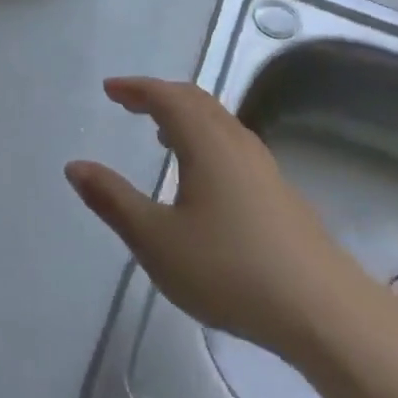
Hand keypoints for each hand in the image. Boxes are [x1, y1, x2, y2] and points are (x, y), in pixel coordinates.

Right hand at [66, 77, 359, 363]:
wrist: (322, 308)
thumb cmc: (230, 270)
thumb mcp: (157, 241)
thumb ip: (113, 201)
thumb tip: (76, 166)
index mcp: (206, 142)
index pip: (167, 97)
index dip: (136, 89)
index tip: (110, 90)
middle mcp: (236, 142)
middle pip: (196, 100)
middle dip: (159, 96)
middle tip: (129, 103)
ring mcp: (262, 165)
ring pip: (218, 122)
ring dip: (185, 116)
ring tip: (160, 133)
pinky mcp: (277, 191)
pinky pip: (231, 143)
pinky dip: (204, 138)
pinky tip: (200, 174)